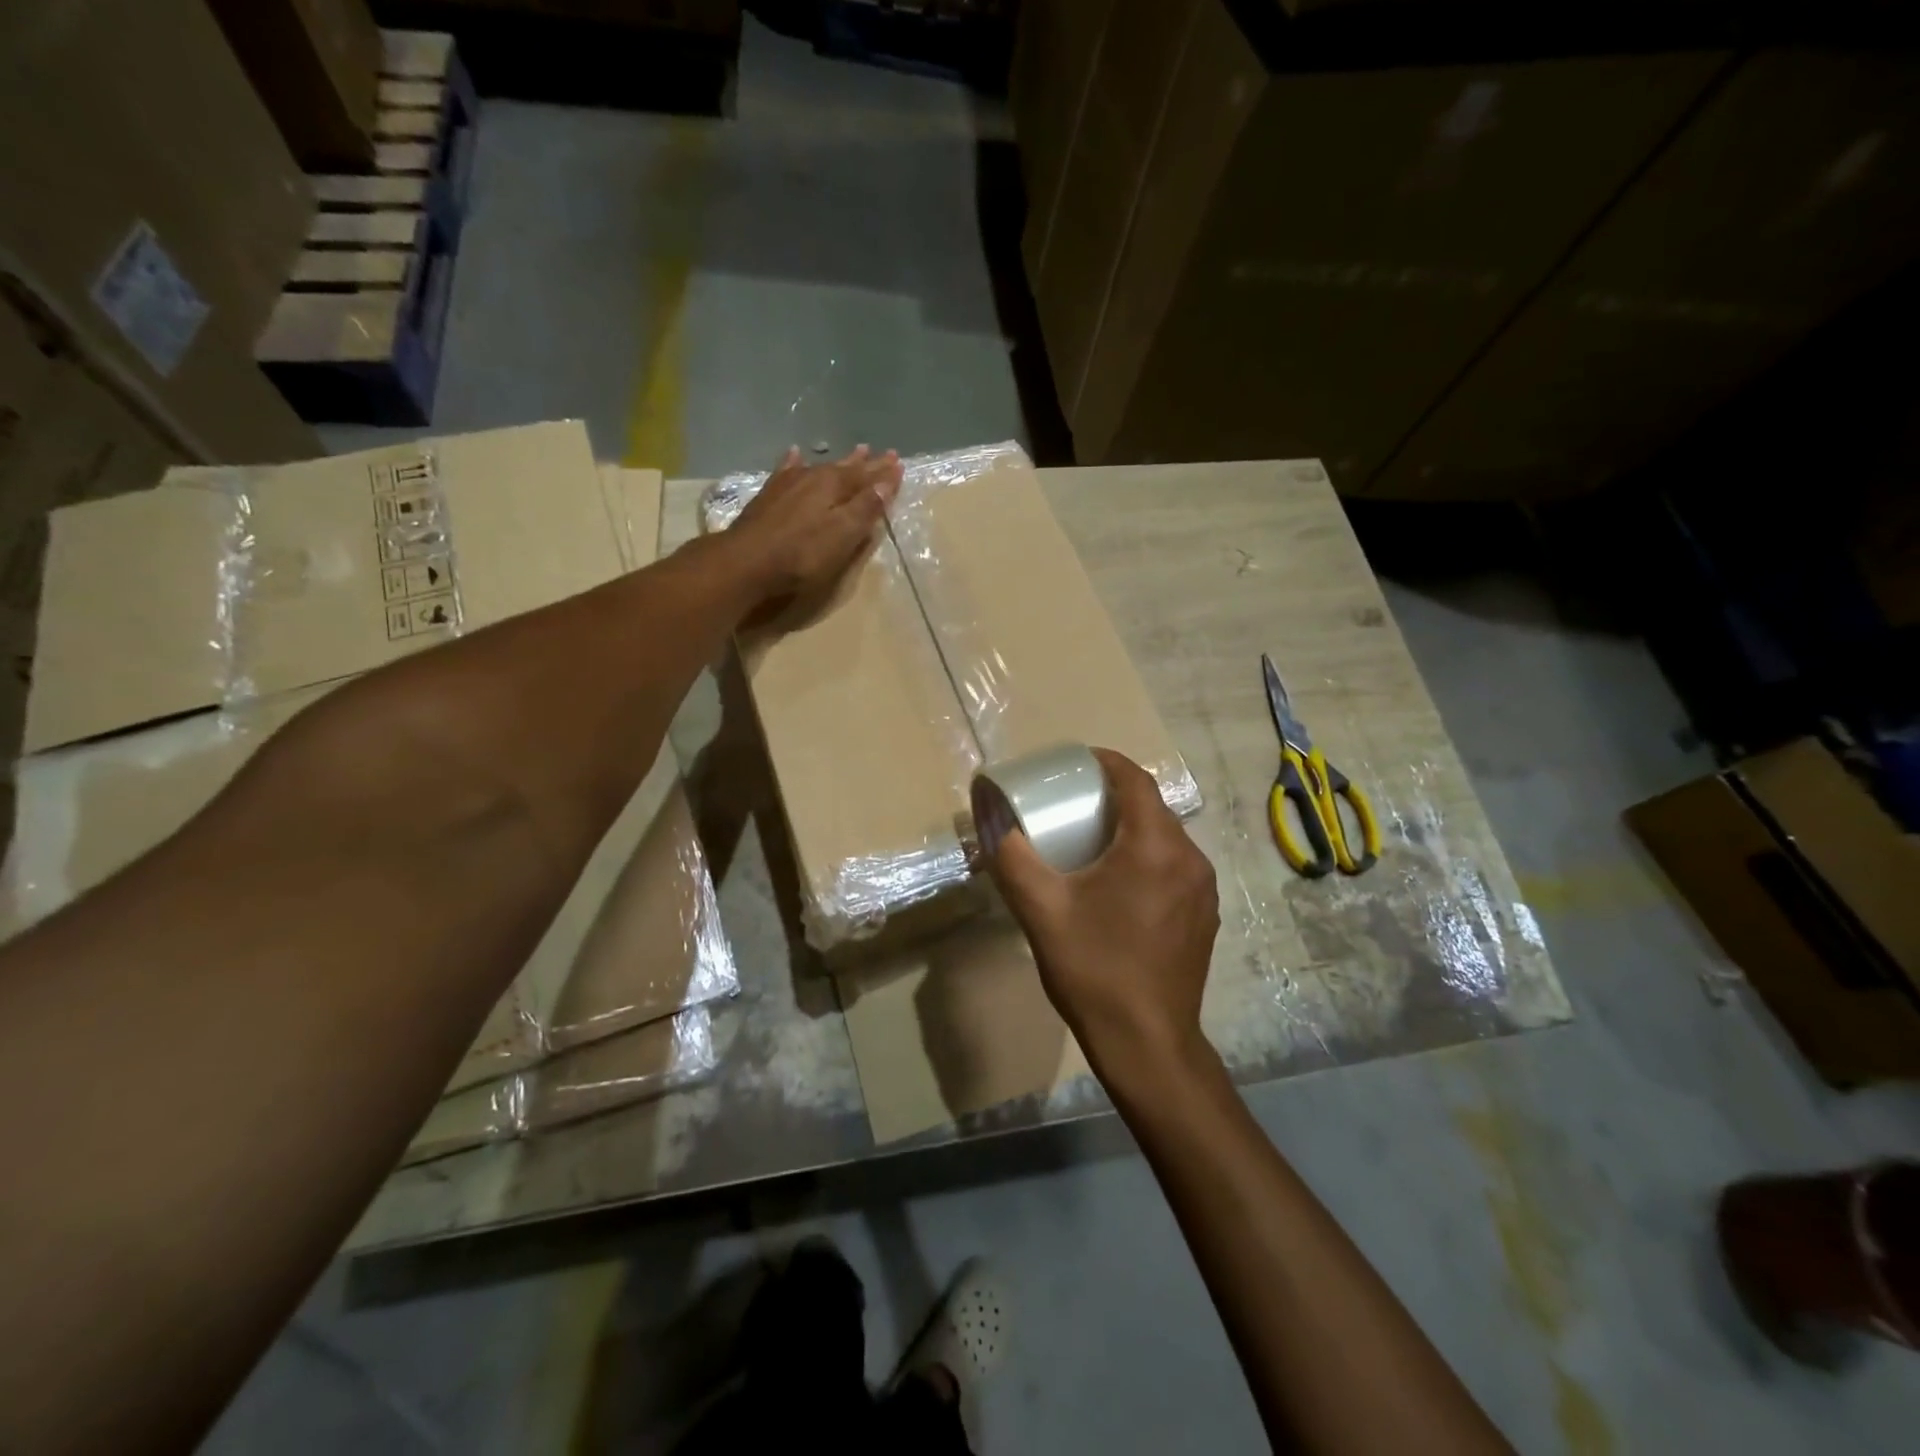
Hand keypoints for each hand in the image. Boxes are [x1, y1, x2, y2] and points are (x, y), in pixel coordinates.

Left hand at [727, 445, 901, 615]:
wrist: (747, 560)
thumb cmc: (802, 553)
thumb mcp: (843, 534)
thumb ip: (866, 508)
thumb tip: (888, 481)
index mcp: (835, 486)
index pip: (868, 476)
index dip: (885, 473)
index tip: (900, 463)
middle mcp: (813, 477)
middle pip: (846, 468)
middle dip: (866, 463)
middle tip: (884, 453)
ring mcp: (789, 484)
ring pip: (820, 466)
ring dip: (839, 461)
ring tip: (855, 451)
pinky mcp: (769, 495)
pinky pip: (787, 470)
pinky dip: (794, 462)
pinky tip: (794, 454)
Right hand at [985, 747, 1219, 1081]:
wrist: (1147, 1044)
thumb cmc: (1093, 969)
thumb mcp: (1041, 909)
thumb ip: (1011, 855)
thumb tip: (989, 812)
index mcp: (1155, 847)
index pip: (1137, 780)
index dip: (1107, 762)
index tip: (1077, 763)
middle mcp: (1190, 859)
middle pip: (1153, 808)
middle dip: (1115, 796)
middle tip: (1074, 802)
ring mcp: (1203, 890)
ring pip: (1166, 838)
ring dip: (1133, 828)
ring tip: (1093, 839)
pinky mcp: (1204, 916)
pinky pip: (1175, 867)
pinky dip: (1149, 858)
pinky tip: (1120, 883)